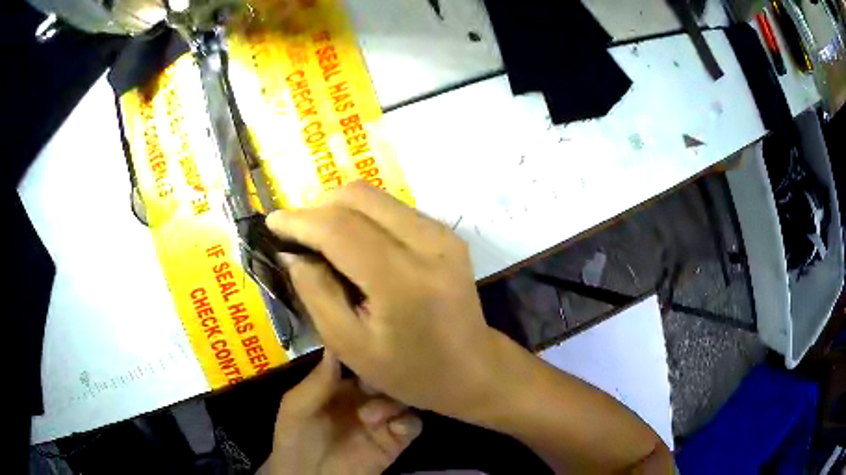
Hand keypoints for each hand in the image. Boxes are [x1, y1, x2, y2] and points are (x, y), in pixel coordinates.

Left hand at [260, 351, 421, 474]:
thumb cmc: (295, 439)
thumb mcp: (295, 407)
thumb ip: (317, 381)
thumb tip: (335, 345)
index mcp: (340, 385)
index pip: (360, 361)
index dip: (364, 356)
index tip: (365, 353)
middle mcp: (364, 399)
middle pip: (386, 377)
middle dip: (382, 379)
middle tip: (370, 390)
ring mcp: (381, 420)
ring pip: (403, 398)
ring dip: (393, 403)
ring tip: (371, 416)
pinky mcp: (394, 442)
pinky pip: (412, 425)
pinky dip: (408, 423)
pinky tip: (393, 427)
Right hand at [267, 181, 501, 418]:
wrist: (472, 368)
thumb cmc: (410, 371)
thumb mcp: (351, 346)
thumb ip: (316, 293)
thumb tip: (293, 252)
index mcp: (402, 281)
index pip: (340, 229)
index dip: (300, 220)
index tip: (272, 222)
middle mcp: (428, 244)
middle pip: (359, 197)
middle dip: (319, 209)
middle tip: (298, 236)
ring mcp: (443, 234)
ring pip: (376, 197)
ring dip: (340, 211)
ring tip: (322, 241)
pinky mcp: (448, 233)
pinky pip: (393, 209)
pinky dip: (364, 217)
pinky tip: (354, 245)